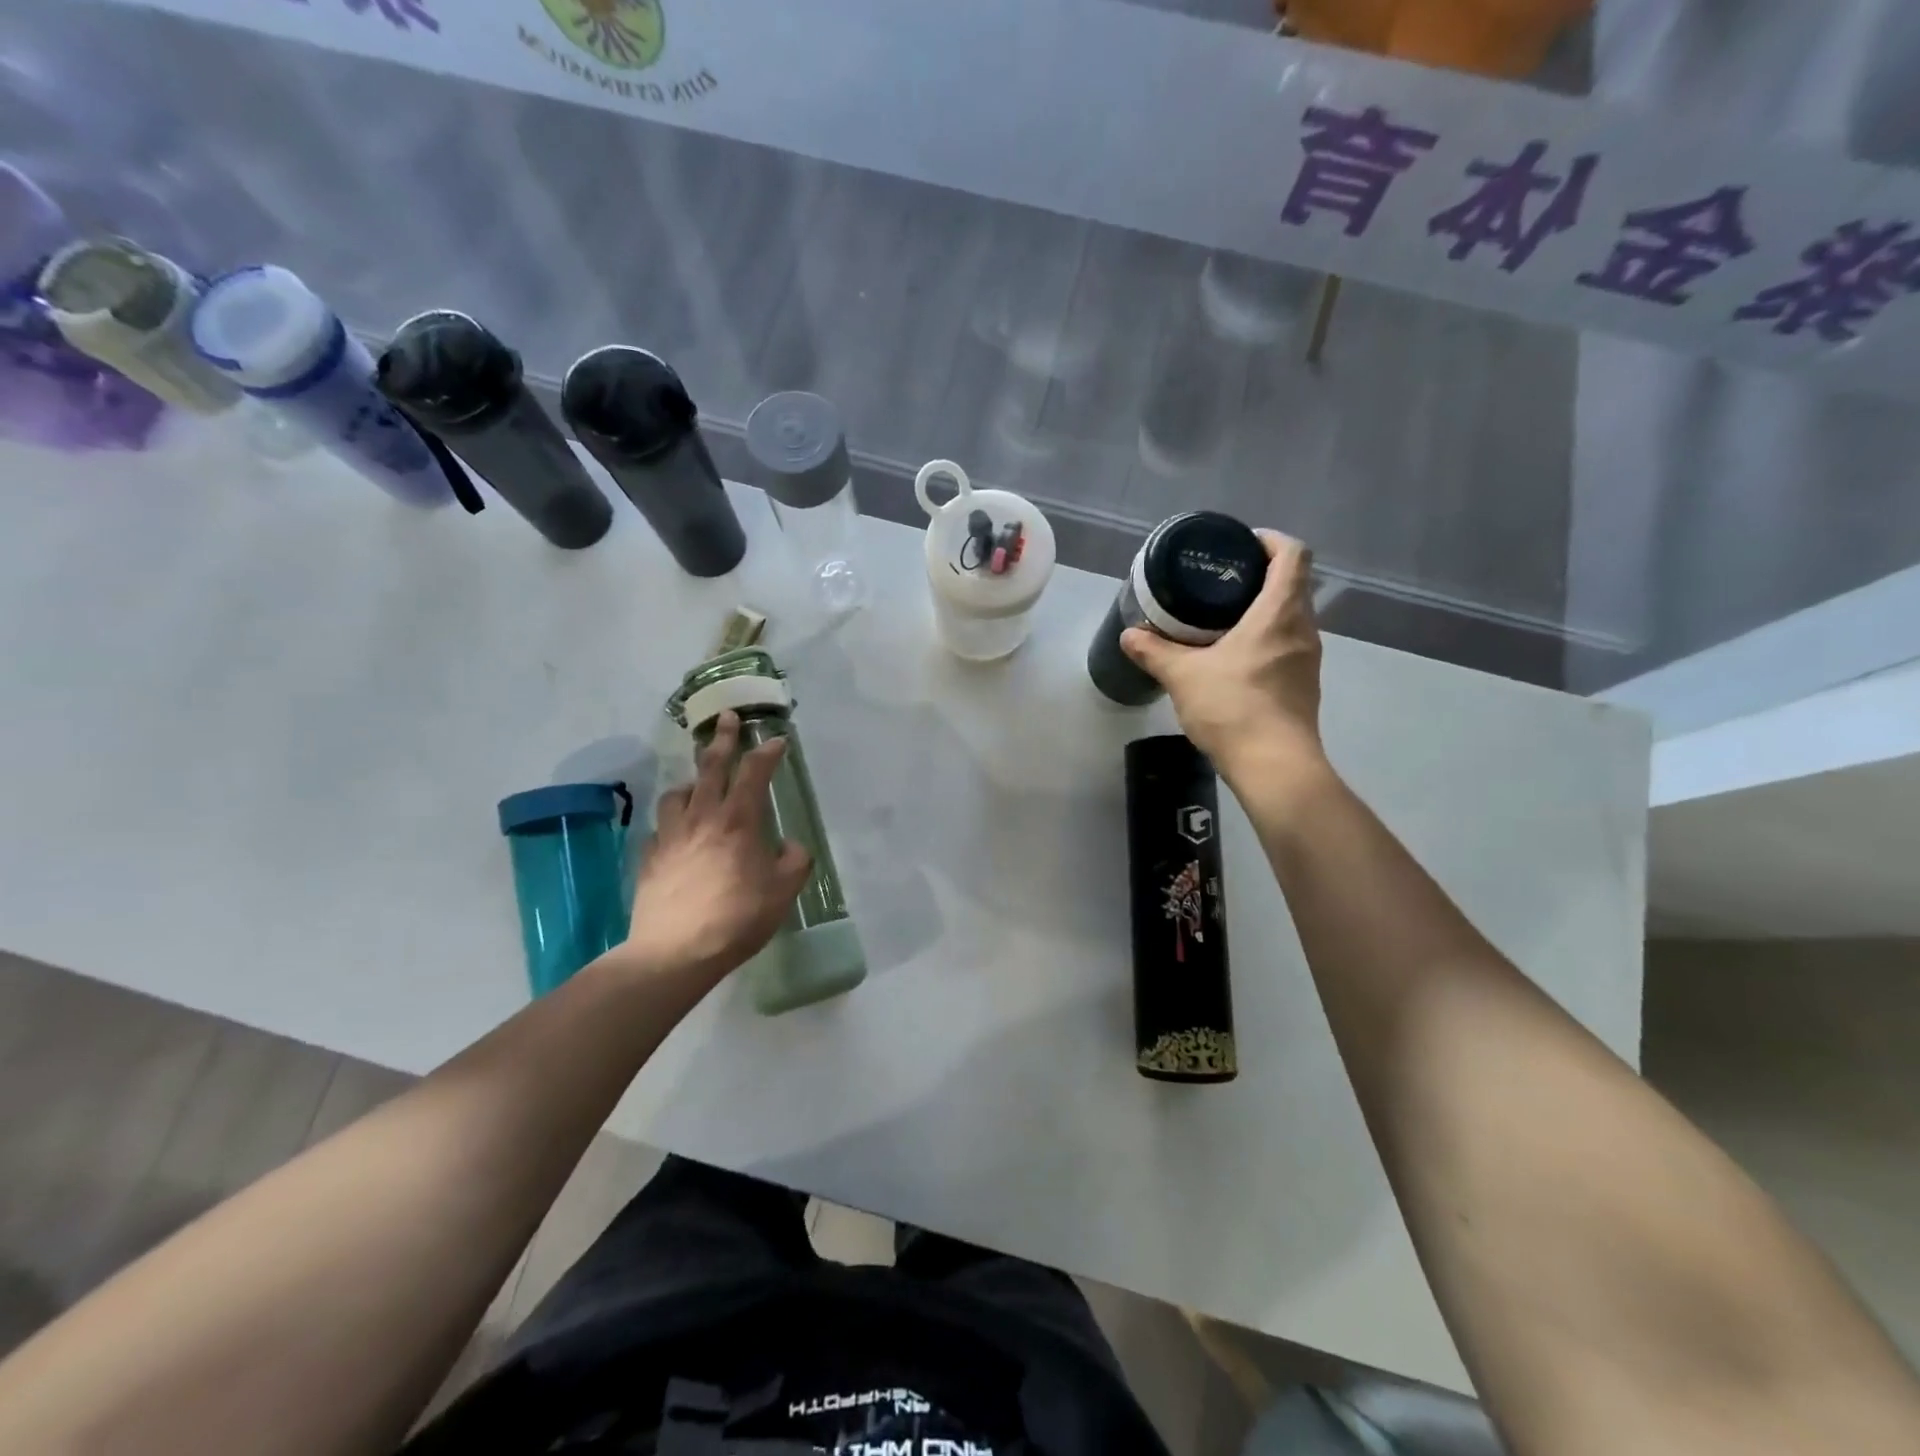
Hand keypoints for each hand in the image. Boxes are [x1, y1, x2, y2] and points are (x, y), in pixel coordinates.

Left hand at [609, 711, 812, 989]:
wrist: (675, 952)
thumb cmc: (737, 918)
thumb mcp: (783, 892)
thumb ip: (794, 861)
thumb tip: (790, 846)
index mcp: (738, 821)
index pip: (754, 773)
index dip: (767, 753)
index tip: (777, 741)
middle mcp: (702, 818)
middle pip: (711, 767)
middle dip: (723, 739)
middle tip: (727, 718)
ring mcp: (670, 835)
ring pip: (678, 793)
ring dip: (692, 782)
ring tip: (699, 785)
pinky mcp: (649, 857)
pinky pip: (661, 827)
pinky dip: (673, 821)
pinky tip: (678, 834)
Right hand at [1120, 530, 1325, 778]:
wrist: (1274, 766)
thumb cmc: (1233, 708)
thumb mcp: (1183, 676)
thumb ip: (1154, 651)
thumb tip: (1129, 635)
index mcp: (1279, 612)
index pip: (1292, 554)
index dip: (1269, 540)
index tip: (1239, 546)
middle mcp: (1303, 629)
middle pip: (1293, 584)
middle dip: (1259, 576)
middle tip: (1219, 584)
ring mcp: (1307, 659)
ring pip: (1291, 617)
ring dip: (1263, 611)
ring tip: (1221, 620)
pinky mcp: (1303, 685)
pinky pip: (1287, 646)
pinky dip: (1265, 640)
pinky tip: (1234, 659)